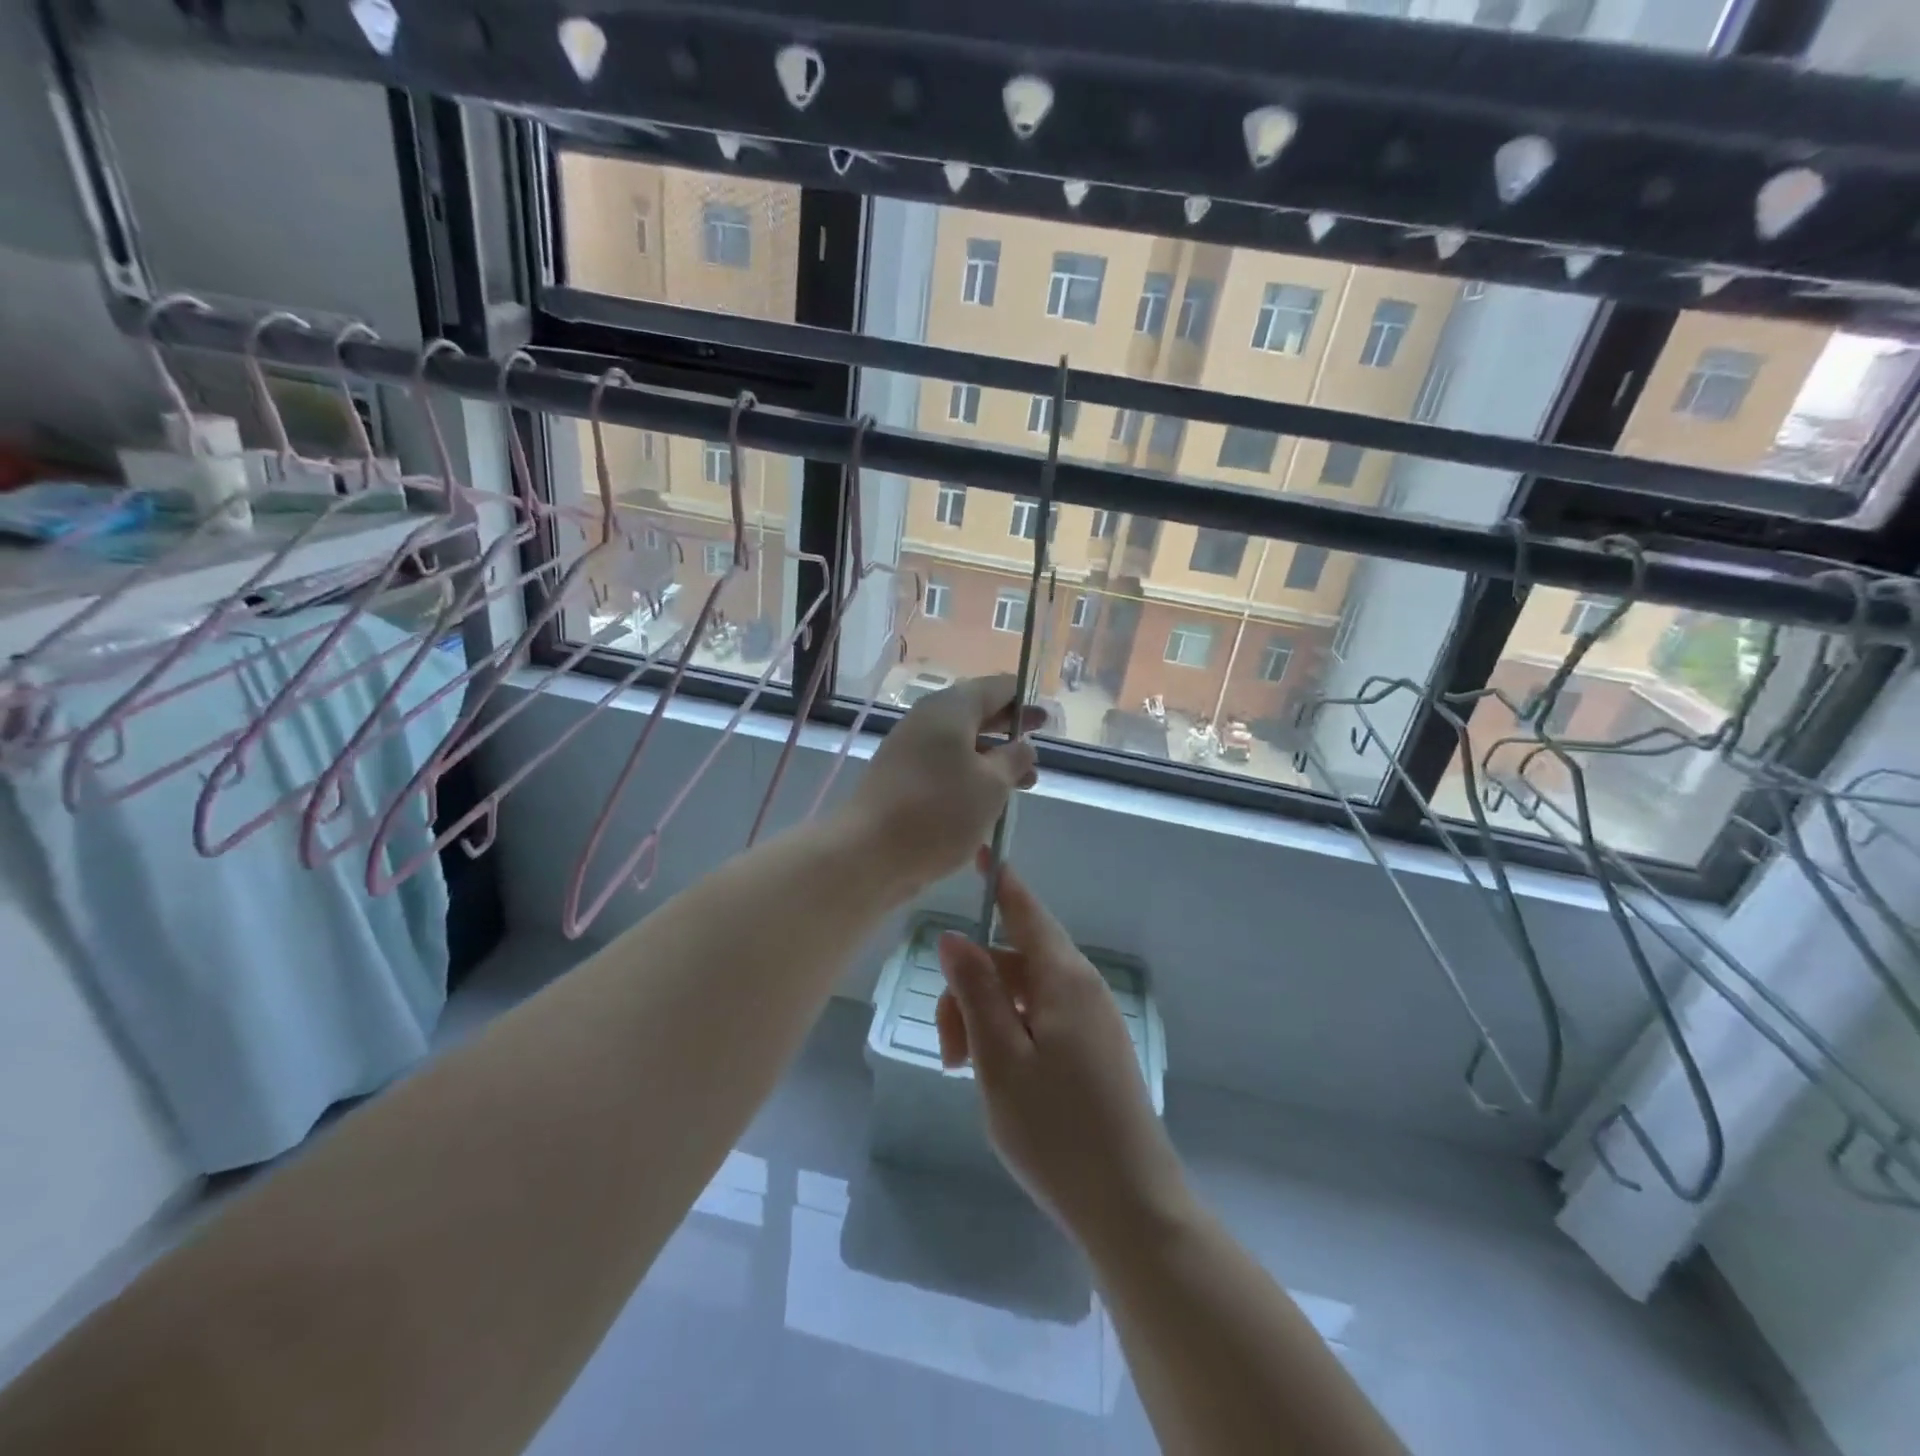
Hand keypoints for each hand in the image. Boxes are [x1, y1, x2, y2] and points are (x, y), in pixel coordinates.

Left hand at [843, 674, 1040, 895]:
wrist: (869, 851)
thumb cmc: (939, 811)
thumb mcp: (991, 784)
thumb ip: (1014, 759)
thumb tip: (1022, 746)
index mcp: (950, 709)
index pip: (995, 687)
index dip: (1023, 698)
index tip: (1045, 714)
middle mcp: (927, 721)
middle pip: (976, 713)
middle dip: (1010, 727)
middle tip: (1041, 739)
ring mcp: (910, 750)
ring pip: (961, 744)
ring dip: (993, 757)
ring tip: (1026, 781)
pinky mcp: (901, 779)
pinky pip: (944, 766)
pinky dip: (971, 775)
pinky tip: (990, 800)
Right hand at [935, 852, 1191, 1254]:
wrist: (1131, 1206)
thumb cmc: (1057, 1132)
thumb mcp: (1000, 1059)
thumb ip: (976, 992)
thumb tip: (954, 937)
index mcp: (1063, 979)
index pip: (1026, 911)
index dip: (1000, 881)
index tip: (978, 853)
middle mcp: (1082, 989)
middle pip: (1014, 961)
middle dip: (972, 988)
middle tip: (949, 1051)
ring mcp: (1091, 1021)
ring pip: (1024, 995)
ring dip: (987, 1018)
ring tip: (967, 1072)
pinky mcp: (1094, 1051)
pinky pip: (1042, 1020)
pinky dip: (1010, 1034)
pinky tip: (997, 1078)